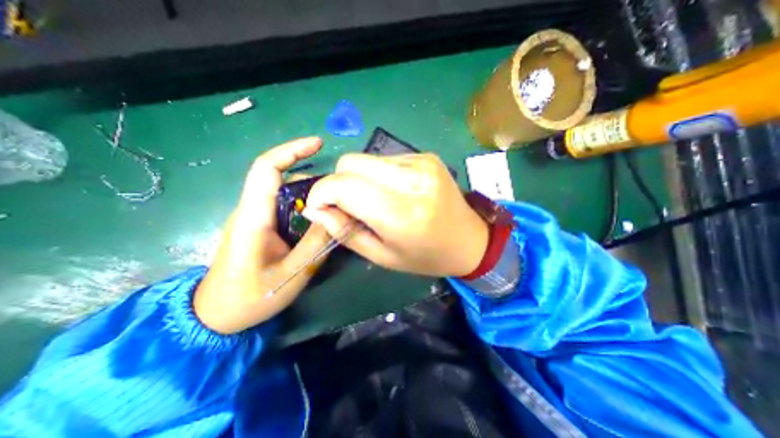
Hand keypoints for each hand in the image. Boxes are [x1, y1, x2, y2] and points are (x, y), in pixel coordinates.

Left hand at [194, 138, 331, 332]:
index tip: (318, 144)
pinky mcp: (260, 226)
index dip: (291, 150)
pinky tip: (321, 218)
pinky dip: (306, 205)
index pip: (266, 169)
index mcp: (254, 218)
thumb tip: (337, 216)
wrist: (216, 316)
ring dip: (311, 193)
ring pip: (284, 193)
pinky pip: (285, 206)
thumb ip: (316, 244)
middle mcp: (251, 210)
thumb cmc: (250, 298)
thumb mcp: (292, 274)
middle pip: (280, 178)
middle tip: (339, 190)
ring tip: (335, 205)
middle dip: (311, 176)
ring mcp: (255, 218)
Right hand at [301, 154, 485, 276]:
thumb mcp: (382, 256)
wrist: (470, 240)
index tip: (319, 208)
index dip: (321, 193)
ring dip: (359, 179)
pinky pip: (386, 159)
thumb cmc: (426, 257)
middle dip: (338, 183)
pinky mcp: (426, 156)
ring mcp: (421, 163)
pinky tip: (393, 192)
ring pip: (366, 159)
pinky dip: (378, 175)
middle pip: (350, 163)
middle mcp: (411, 180)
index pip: (342, 185)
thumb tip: (314, 209)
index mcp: (400, 213)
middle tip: (348, 206)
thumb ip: (344, 231)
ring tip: (375, 201)